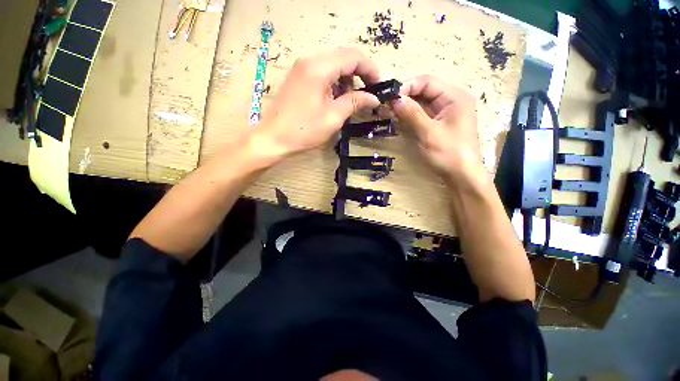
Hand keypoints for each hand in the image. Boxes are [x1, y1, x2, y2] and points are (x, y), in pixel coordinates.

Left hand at [253, 48, 380, 160]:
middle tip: (367, 95)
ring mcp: (302, 67)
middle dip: (359, 74)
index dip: (370, 69)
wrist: (273, 138)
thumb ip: (355, 102)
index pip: (353, 56)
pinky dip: (334, 83)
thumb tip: (374, 98)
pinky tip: (335, 99)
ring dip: (346, 80)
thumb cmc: (303, 130)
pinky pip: (322, 72)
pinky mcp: (298, 77)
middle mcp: (310, 60)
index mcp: (319, 68)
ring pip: (333, 65)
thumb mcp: (333, 117)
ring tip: (349, 101)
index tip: (378, 86)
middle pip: (343, 58)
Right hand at [389, 75, 484, 183]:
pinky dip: (412, 116)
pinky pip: (424, 114)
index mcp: (454, 97)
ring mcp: (447, 113)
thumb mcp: (428, 132)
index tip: (389, 96)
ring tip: (390, 112)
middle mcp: (452, 100)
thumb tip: (395, 99)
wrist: (462, 176)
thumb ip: (412, 114)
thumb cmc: (448, 153)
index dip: (407, 86)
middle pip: (425, 91)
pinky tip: (401, 120)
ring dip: (407, 107)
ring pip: (423, 103)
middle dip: (406, 97)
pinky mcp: (441, 123)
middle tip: (387, 105)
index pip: (427, 82)